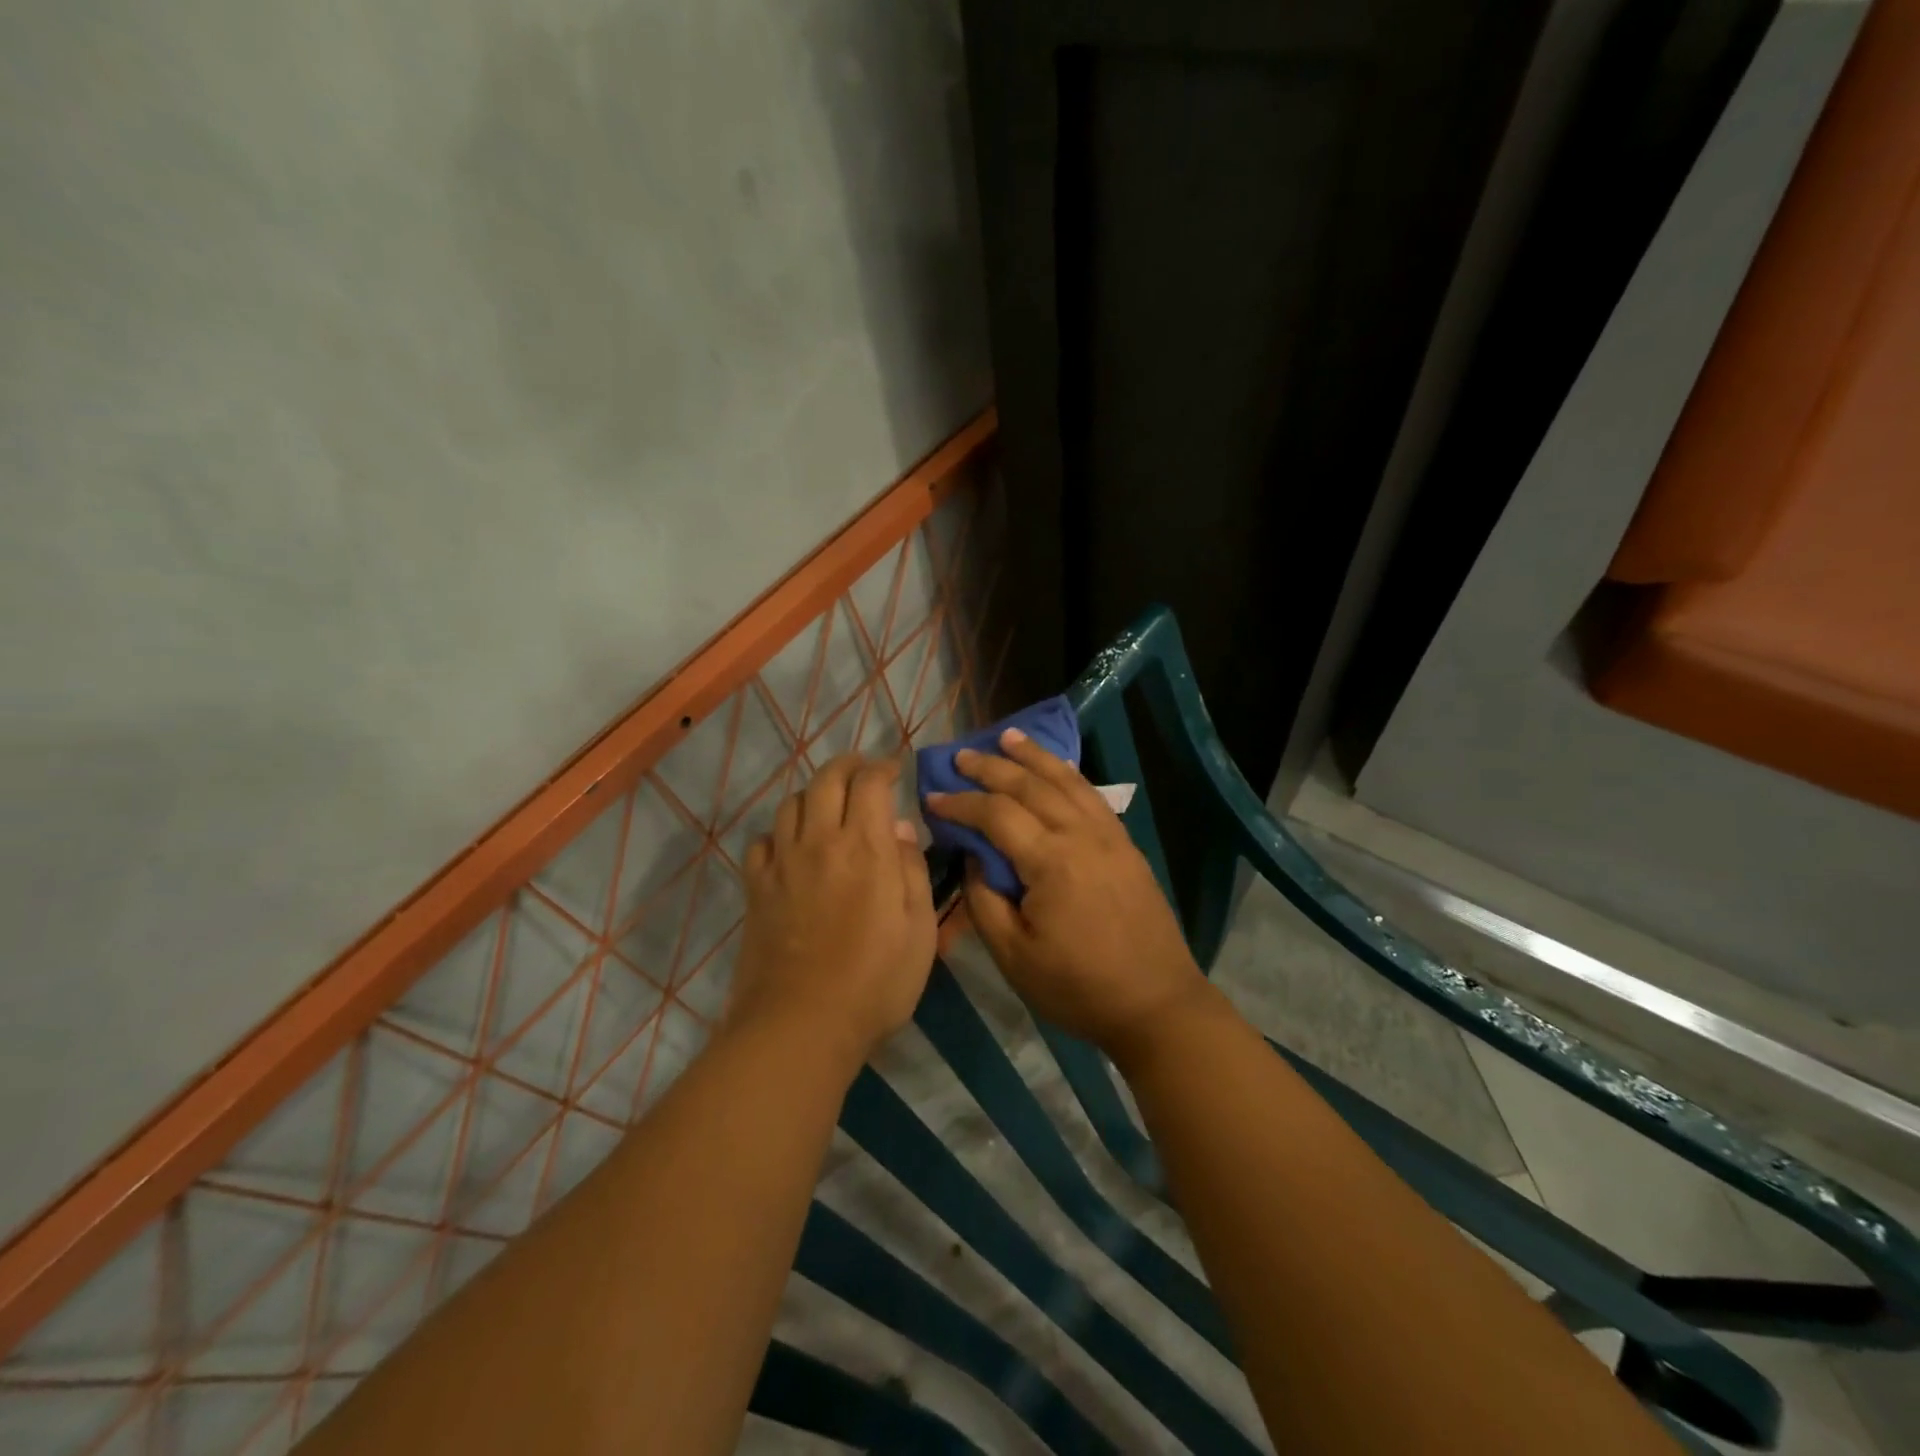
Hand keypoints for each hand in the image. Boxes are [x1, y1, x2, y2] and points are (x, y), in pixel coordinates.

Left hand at [731, 754, 936, 1069]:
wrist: (801, 1025)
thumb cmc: (875, 982)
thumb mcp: (919, 929)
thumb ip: (912, 870)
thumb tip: (900, 829)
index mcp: (866, 848)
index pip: (871, 783)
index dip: (884, 768)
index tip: (896, 771)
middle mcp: (820, 841)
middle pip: (827, 779)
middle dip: (848, 765)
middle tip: (863, 771)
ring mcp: (782, 863)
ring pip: (791, 803)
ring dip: (814, 793)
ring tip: (829, 805)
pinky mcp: (756, 887)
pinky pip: (762, 840)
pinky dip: (779, 832)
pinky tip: (790, 847)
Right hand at [927, 729, 1207, 1058]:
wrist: (1157, 1004)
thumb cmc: (1079, 988)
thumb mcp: (1015, 956)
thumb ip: (985, 901)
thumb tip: (973, 858)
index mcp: (1052, 862)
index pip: (997, 815)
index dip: (961, 803)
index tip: (932, 797)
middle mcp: (1082, 836)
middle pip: (1031, 787)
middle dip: (992, 768)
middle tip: (961, 755)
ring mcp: (1110, 837)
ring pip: (1066, 782)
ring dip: (1034, 757)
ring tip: (1008, 737)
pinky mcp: (1126, 845)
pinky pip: (1092, 796)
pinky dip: (1069, 774)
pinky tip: (1057, 767)